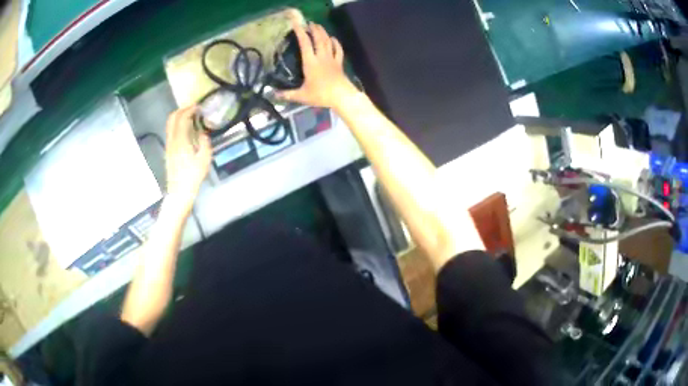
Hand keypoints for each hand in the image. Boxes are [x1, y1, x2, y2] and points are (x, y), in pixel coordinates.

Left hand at [164, 106, 211, 213]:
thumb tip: (203, 133)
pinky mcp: (168, 151)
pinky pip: (171, 132)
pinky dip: (177, 126)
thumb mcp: (204, 159)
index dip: (190, 109)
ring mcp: (168, 146)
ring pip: (170, 125)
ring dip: (178, 117)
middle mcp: (172, 141)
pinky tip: (185, 130)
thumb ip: (204, 142)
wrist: (179, 192)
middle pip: (172, 118)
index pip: (182, 118)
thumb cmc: (193, 176)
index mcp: (181, 141)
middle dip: (182, 110)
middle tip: (192, 108)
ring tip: (189, 117)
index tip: (198, 106)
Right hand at [278, 20, 358, 111]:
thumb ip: (287, 94)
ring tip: (318, 26)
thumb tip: (273, 94)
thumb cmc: (321, 95)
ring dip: (323, 32)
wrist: (342, 97)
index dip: (300, 32)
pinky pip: (338, 50)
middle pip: (318, 39)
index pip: (305, 44)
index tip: (296, 24)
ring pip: (328, 42)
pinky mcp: (339, 63)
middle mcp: (321, 57)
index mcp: (311, 62)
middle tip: (309, 23)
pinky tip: (333, 38)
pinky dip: (336, 43)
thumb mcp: (301, 96)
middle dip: (313, 29)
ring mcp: (332, 59)